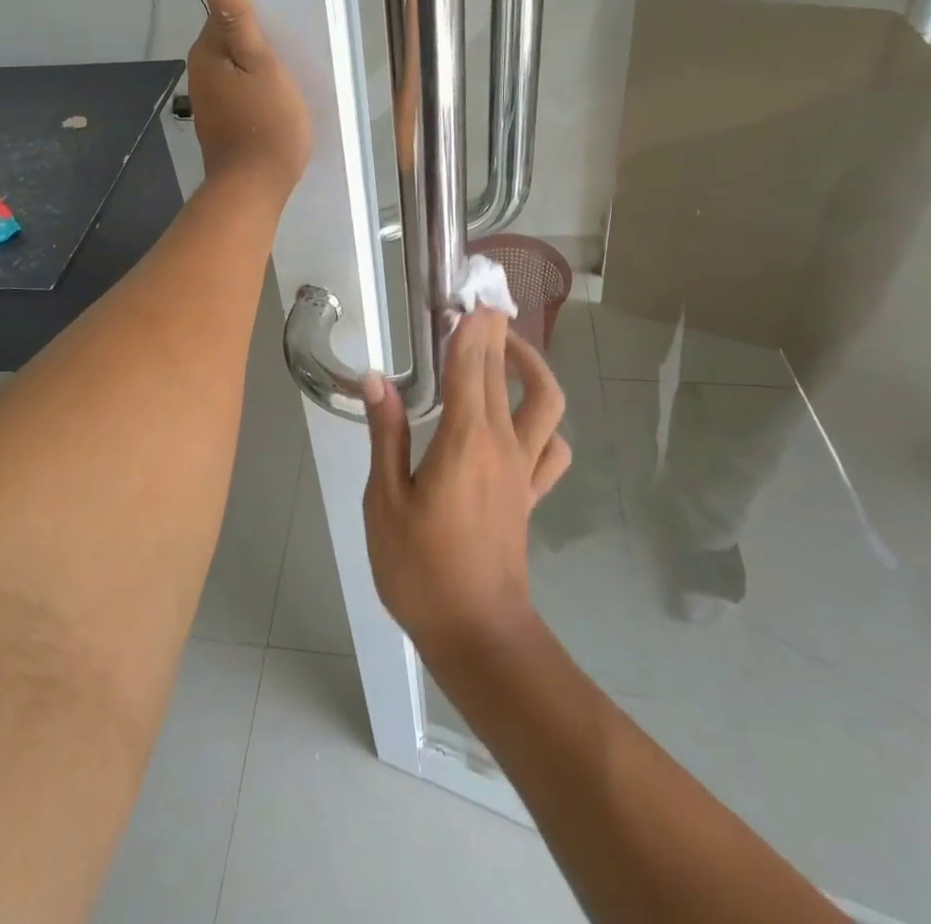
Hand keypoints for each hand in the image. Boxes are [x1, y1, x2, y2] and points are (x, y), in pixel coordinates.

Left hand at [188, 0, 311, 201]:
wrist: (254, 187)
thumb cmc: (266, 123)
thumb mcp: (261, 63)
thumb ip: (238, 16)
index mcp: (207, 51)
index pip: (227, 12)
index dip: (256, 13)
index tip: (285, 22)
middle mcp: (200, 71)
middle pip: (231, 39)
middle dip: (258, 38)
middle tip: (294, 44)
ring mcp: (209, 99)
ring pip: (235, 66)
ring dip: (258, 63)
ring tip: (290, 68)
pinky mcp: (221, 121)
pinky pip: (239, 90)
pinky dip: (255, 87)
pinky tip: (275, 95)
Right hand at [361, 313, 570, 664]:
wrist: (478, 635)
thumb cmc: (421, 568)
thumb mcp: (385, 501)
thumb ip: (386, 435)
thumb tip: (377, 380)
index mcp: (465, 440)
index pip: (471, 367)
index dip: (471, 328)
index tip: (469, 295)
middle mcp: (502, 444)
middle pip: (505, 373)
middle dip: (497, 332)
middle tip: (482, 305)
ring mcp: (524, 470)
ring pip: (546, 403)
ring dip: (531, 368)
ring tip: (506, 350)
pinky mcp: (530, 495)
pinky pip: (553, 449)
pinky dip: (547, 424)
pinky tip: (525, 422)